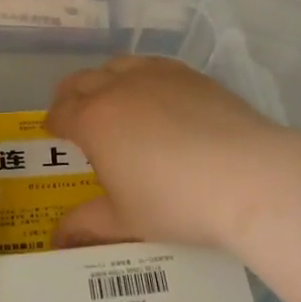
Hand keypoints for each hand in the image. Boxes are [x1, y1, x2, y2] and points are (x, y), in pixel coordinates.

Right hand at [45, 56, 300, 250]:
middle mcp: (118, 86)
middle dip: (70, 95)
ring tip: (109, 97)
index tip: (54, 131)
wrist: (246, 175)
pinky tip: (152, 92)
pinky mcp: (188, 73)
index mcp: (94, 120)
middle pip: (82, 81)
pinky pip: (151, 64)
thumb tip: (57, 238)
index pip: (61, 112)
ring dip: (104, 79)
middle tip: (72, 112)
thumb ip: (86, 225)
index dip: (54, 122)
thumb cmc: (175, 201)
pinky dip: (139, 74)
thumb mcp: (125, 220)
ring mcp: (155, 74)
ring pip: (117, 65)